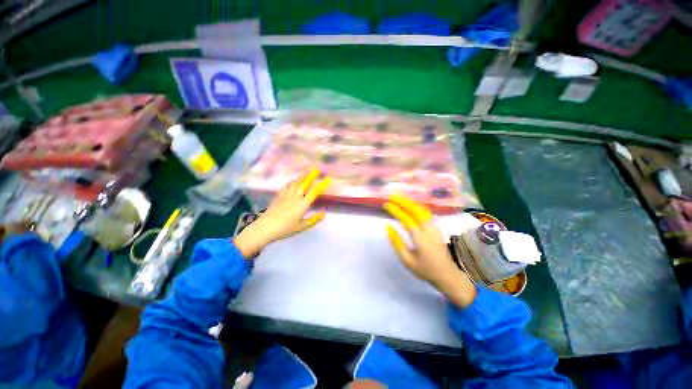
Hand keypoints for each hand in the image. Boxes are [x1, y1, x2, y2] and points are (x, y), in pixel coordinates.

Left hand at [234, 169, 330, 257]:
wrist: (265, 227)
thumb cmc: (285, 229)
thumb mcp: (302, 227)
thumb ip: (314, 219)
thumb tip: (324, 213)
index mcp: (303, 204)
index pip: (314, 192)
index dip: (321, 185)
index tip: (327, 179)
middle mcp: (295, 197)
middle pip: (304, 184)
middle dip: (311, 176)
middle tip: (316, 169)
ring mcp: (286, 195)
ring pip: (295, 183)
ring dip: (302, 176)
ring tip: (306, 171)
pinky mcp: (278, 196)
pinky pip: (286, 186)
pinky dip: (292, 182)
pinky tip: (292, 181)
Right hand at [384, 195, 476, 307]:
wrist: (447, 274)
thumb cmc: (424, 269)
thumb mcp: (407, 259)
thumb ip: (396, 242)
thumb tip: (388, 226)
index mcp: (419, 237)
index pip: (405, 218)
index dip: (395, 210)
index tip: (386, 204)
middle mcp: (428, 228)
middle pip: (414, 209)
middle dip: (402, 200)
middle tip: (391, 194)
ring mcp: (434, 226)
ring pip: (421, 209)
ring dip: (409, 201)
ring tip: (399, 196)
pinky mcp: (436, 227)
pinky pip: (425, 212)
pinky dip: (416, 205)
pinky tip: (410, 204)